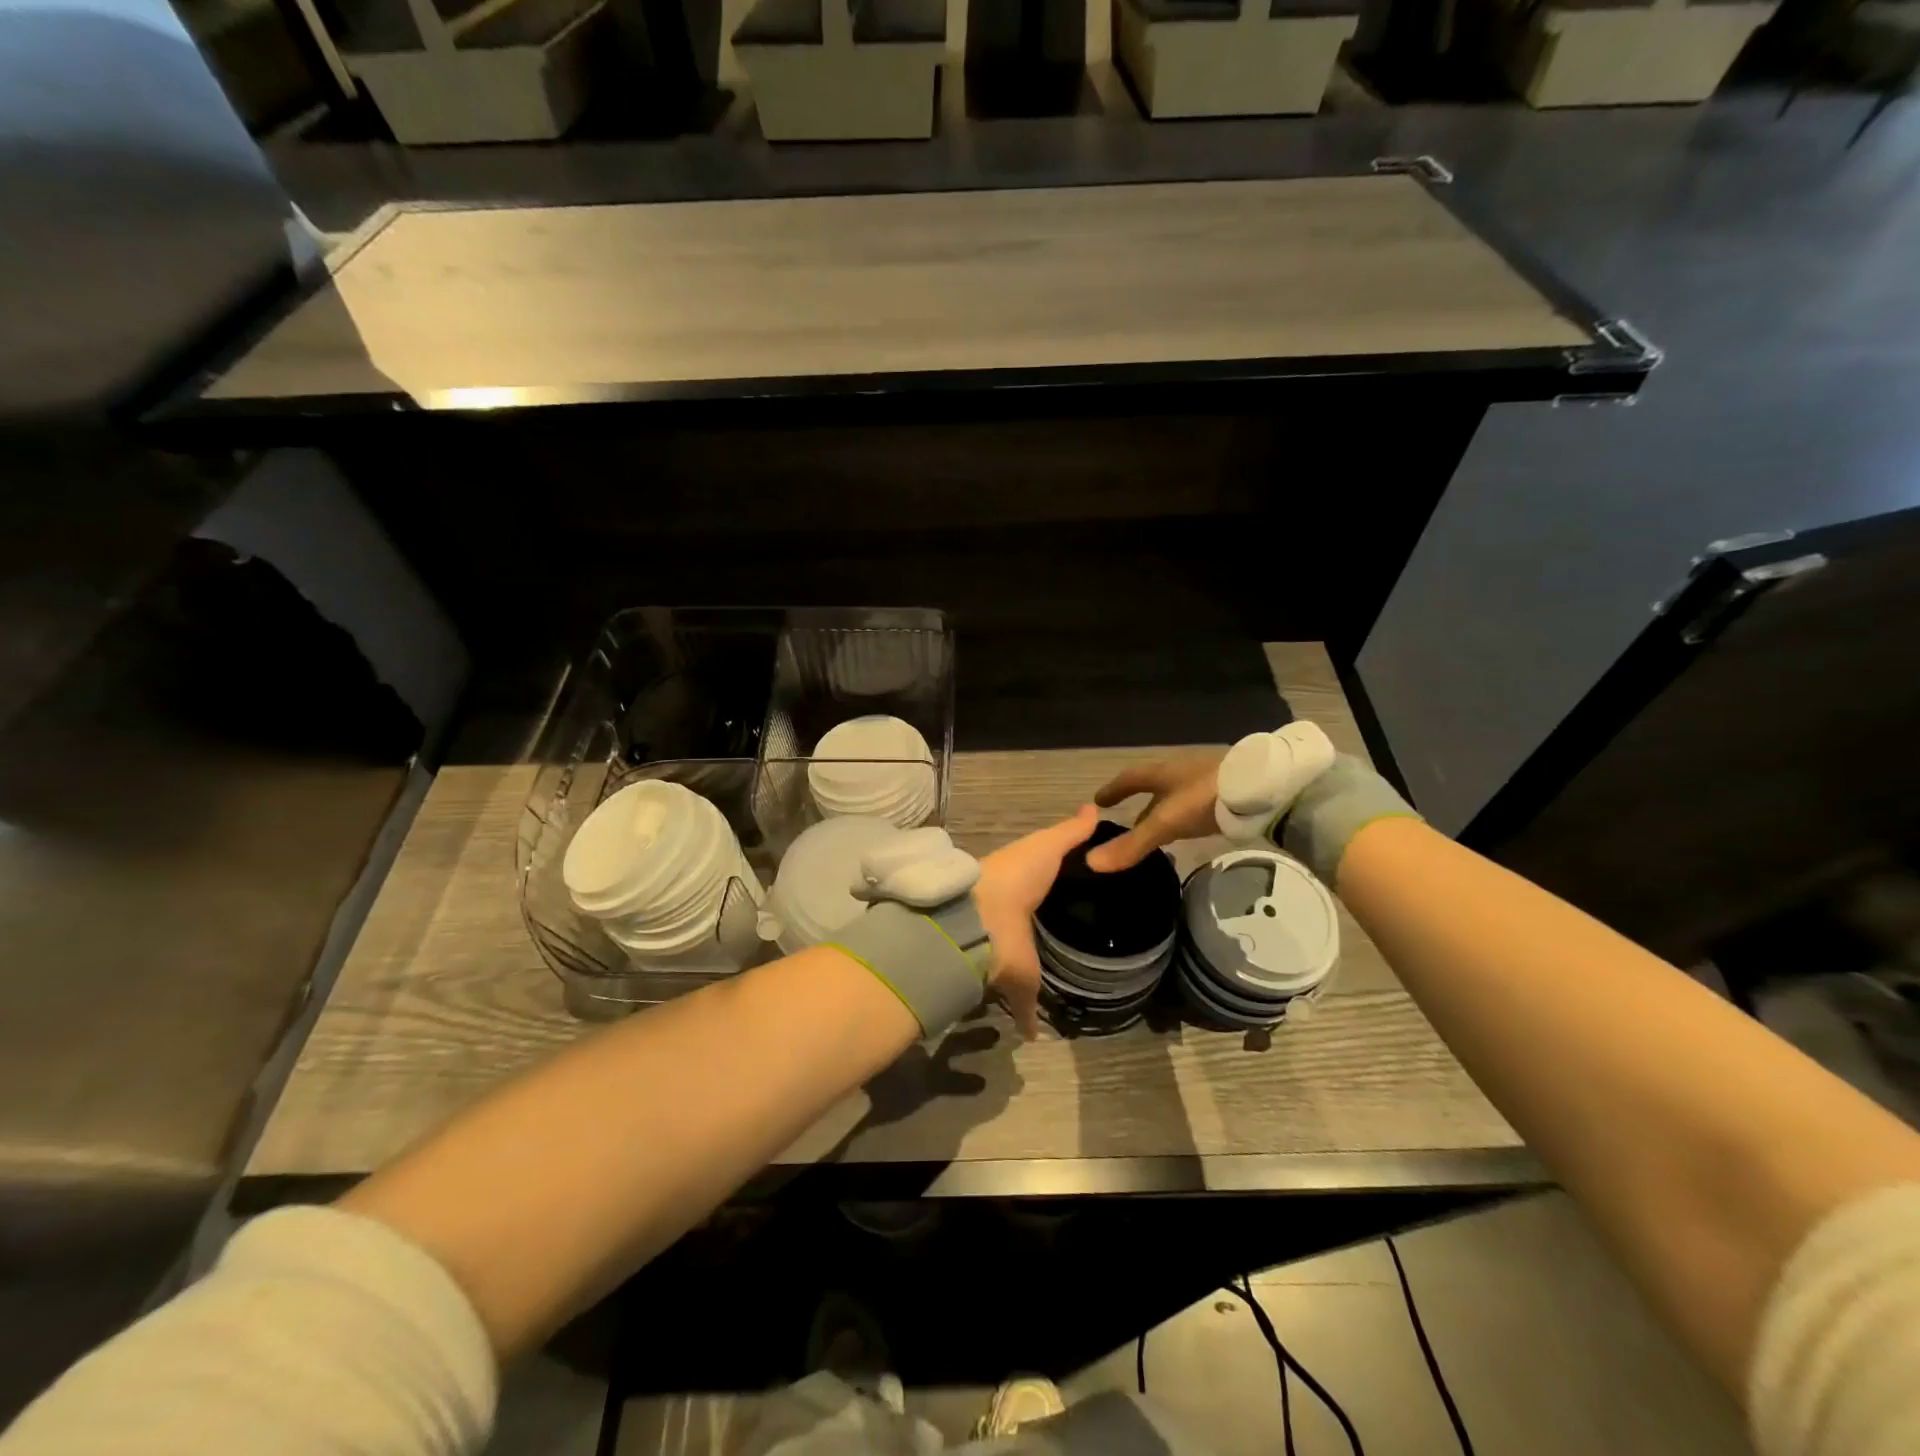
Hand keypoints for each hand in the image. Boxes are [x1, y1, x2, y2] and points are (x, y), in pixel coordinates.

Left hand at [973, 805, 1098, 1038]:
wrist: (980, 921)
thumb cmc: (1015, 877)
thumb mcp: (1047, 847)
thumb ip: (1070, 833)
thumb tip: (1093, 808)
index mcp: (1018, 889)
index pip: (1039, 890)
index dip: (1055, 894)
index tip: (1082, 900)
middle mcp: (1012, 924)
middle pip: (1032, 930)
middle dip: (1044, 937)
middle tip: (1080, 946)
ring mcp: (1011, 956)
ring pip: (1025, 968)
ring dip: (1034, 977)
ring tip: (1068, 985)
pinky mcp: (1012, 986)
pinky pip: (1023, 1007)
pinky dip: (1028, 1021)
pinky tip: (1039, 1033)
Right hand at [1084, 753, 1223, 872]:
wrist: (1263, 786)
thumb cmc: (1204, 798)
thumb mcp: (1166, 823)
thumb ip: (1133, 844)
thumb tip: (1091, 862)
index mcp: (1162, 772)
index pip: (1129, 779)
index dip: (1113, 790)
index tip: (1097, 801)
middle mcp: (1181, 771)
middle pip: (1153, 788)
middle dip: (1139, 805)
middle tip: (1127, 823)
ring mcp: (1207, 780)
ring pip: (1176, 796)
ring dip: (1163, 811)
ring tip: (1157, 832)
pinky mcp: (1228, 792)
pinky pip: (1197, 804)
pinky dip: (1186, 816)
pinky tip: (1190, 829)